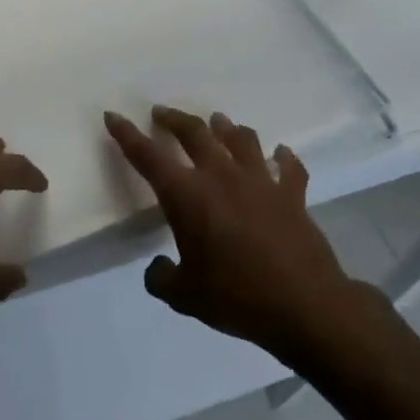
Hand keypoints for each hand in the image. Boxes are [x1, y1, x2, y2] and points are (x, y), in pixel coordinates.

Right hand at [104, 106, 376, 361]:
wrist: (306, 306)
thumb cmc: (237, 298)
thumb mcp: (184, 296)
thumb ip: (161, 278)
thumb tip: (157, 267)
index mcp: (188, 196)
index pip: (148, 156)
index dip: (127, 134)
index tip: (113, 116)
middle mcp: (221, 177)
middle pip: (194, 133)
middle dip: (174, 119)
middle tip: (161, 113)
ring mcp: (261, 181)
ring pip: (241, 139)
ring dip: (225, 127)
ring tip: (218, 122)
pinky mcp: (292, 195)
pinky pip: (289, 167)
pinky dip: (283, 157)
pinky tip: (281, 154)